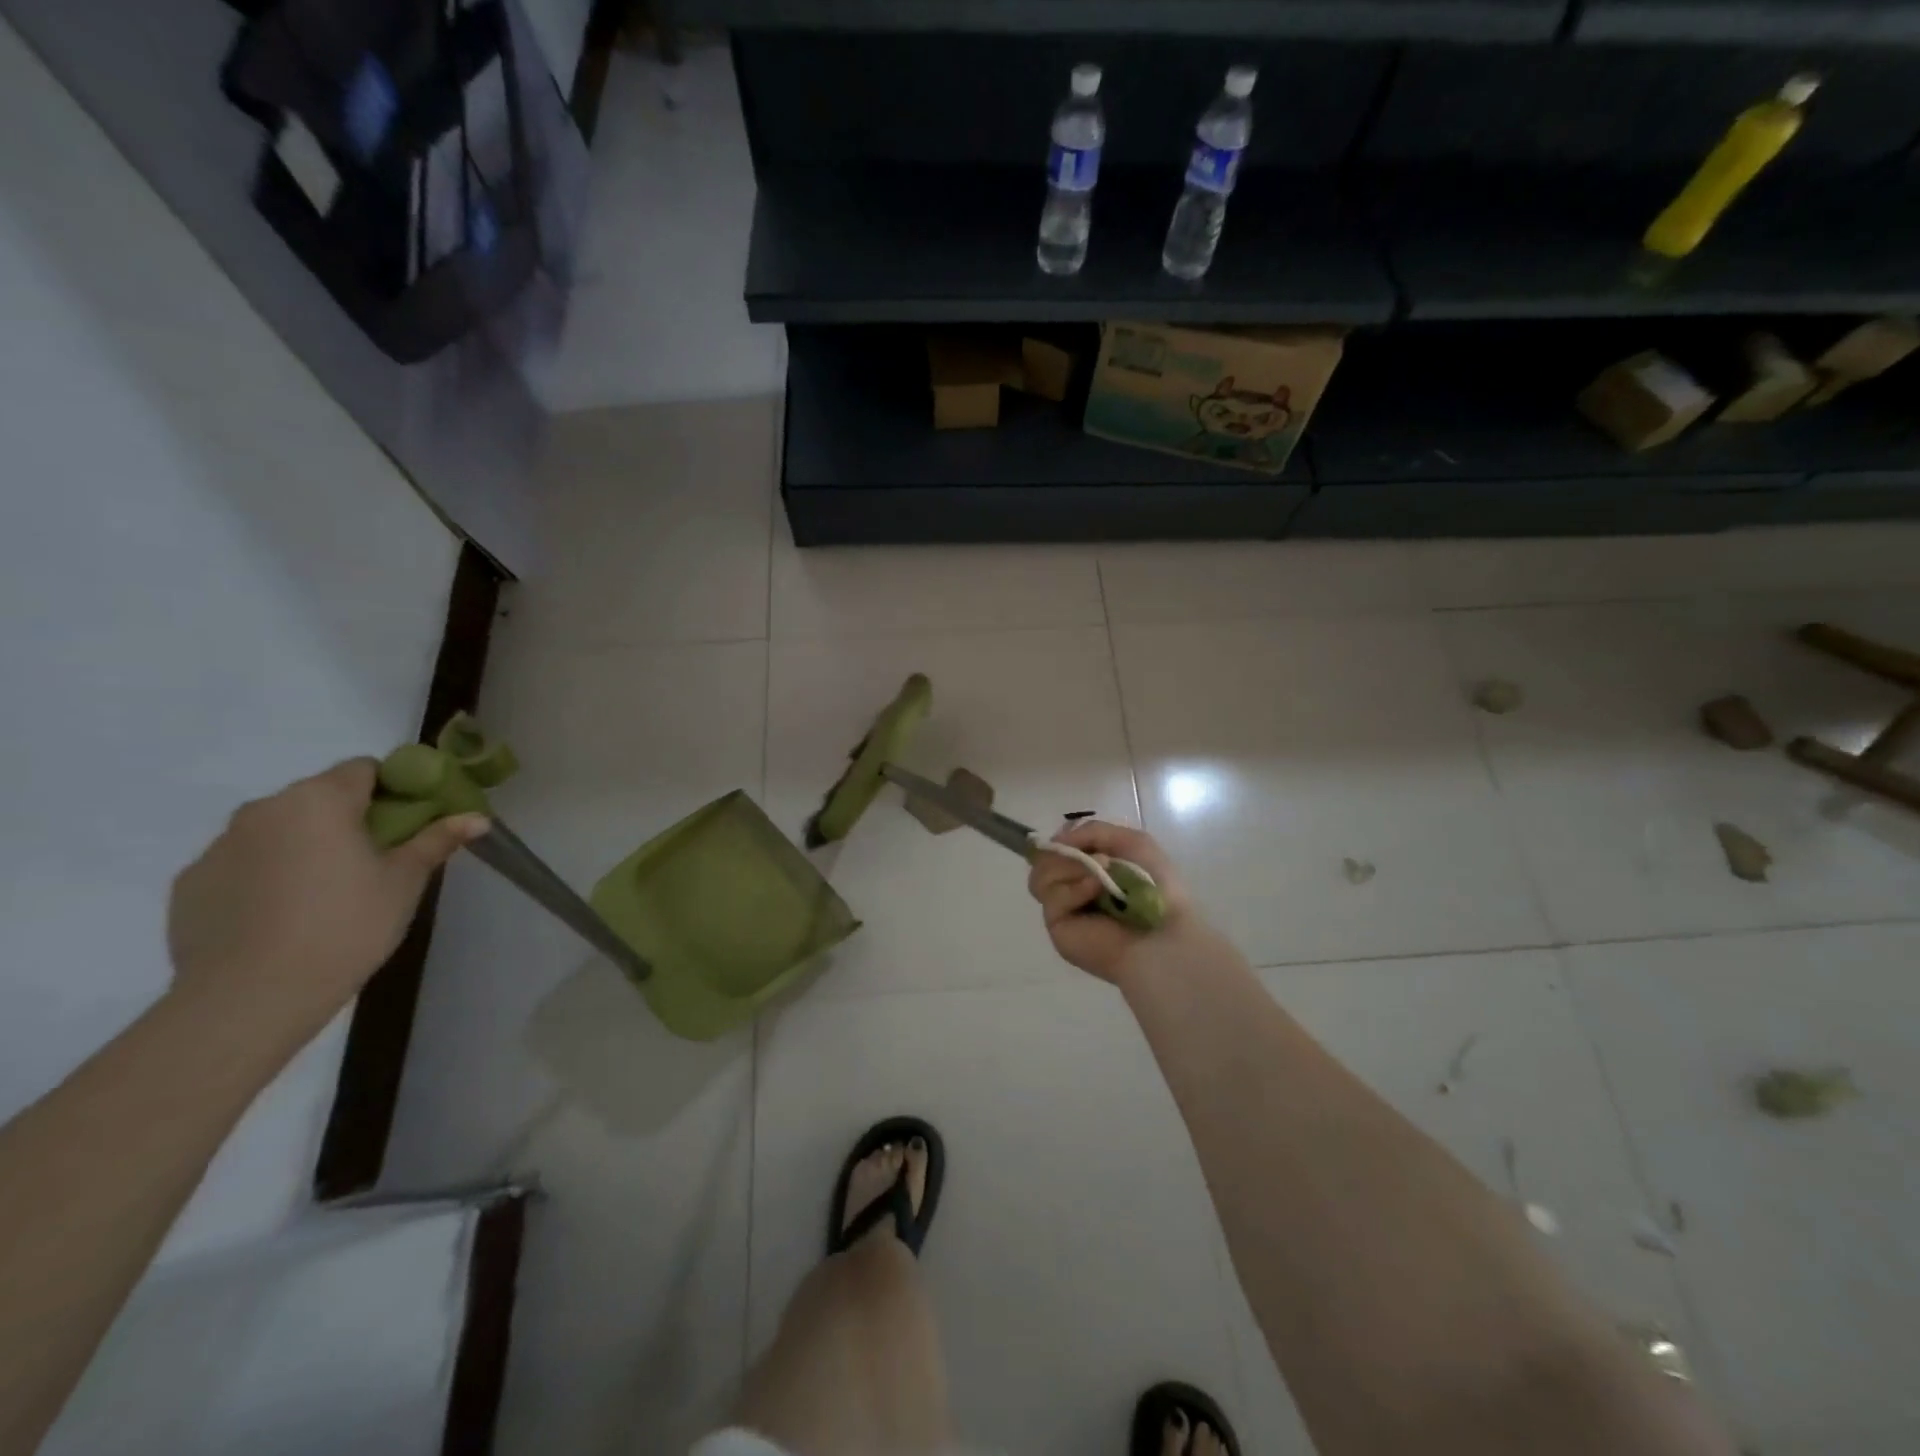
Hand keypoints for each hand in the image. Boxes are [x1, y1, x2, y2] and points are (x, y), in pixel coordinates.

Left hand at [166, 759, 487, 1041]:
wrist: (252, 995)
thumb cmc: (346, 925)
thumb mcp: (405, 881)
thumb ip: (436, 840)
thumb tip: (478, 817)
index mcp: (320, 799)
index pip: (363, 768)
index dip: (392, 788)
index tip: (408, 820)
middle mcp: (264, 809)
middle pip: (318, 797)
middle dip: (347, 818)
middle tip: (375, 859)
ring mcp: (219, 846)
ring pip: (277, 829)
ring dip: (305, 845)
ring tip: (326, 892)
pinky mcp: (191, 882)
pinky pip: (242, 864)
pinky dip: (266, 876)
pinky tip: (283, 915)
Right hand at [1027, 820, 1194, 984]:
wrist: (1162, 931)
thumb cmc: (1154, 886)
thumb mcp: (1132, 841)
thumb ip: (1092, 830)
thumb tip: (1057, 841)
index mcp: (1089, 867)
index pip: (1055, 847)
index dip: (1062, 840)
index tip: (1075, 838)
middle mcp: (1071, 886)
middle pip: (1041, 860)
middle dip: (1066, 853)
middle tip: (1095, 858)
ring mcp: (1062, 907)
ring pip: (1040, 876)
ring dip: (1070, 868)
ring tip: (1101, 876)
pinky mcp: (1057, 926)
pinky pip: (1051, 897)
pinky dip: (1074, 888)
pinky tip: (1096, 892)